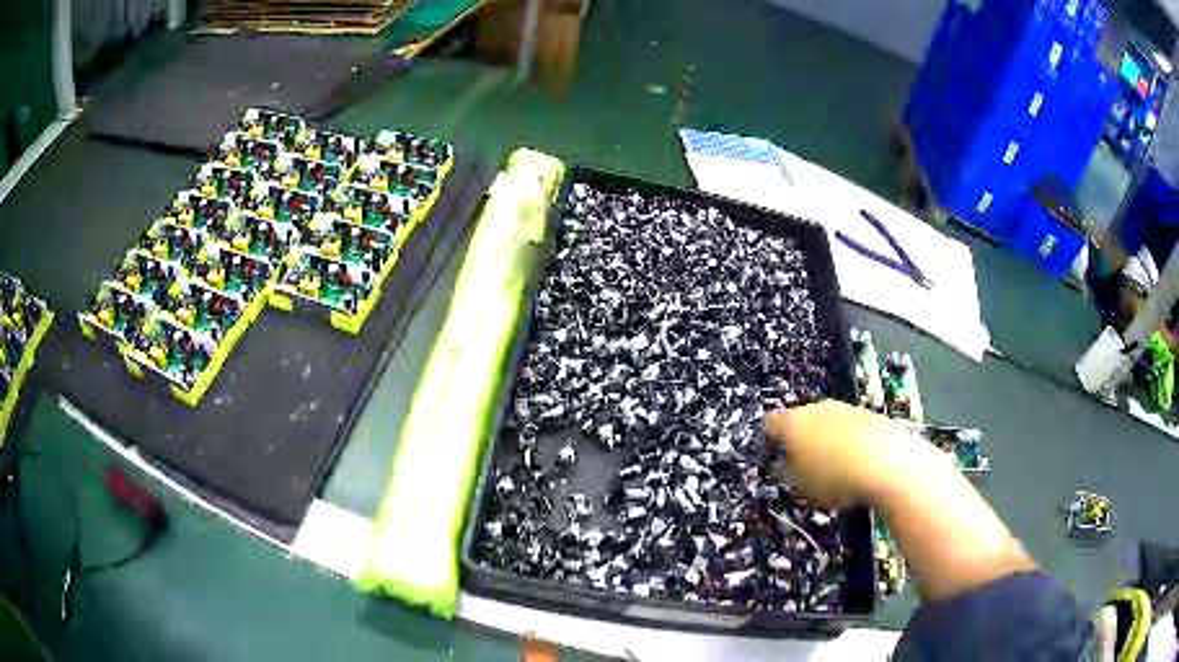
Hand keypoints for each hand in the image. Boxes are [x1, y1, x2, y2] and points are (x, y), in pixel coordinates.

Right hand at [764, 400, 916, 507]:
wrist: (888, 463)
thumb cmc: (836, 477)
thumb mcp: (800, 487)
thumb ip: (789, 473)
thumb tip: (790, 468)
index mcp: (792, 423)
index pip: (770, 423)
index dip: (770, 439)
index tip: (772, 453)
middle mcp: (818, 408)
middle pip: (803, 421)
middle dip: (803, 441)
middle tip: (805, 468)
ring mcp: (847, 409)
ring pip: (830, 424)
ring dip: (829, 442)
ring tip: (836, 472)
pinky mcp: (871, 415)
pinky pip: (853, 430)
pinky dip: (852, 444)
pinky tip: (858, 467)